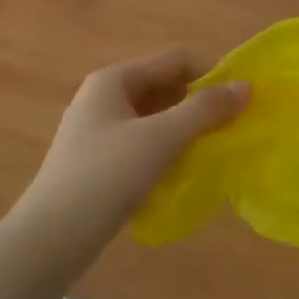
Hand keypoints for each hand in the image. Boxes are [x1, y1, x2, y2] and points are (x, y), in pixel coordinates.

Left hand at [11, 48, 248, 264]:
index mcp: (114, 79)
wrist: (51, 239)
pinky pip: (142, 144)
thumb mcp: (161, 138)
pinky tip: (181, 173)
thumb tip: (247, 86)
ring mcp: (98, 131)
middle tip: (230, 130)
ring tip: (212, 153)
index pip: (175, 59)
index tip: (239, 104)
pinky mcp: (98, 162)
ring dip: (185, 129)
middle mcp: (104, 97)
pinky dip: (166, 151)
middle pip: (164, 87)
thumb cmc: (106, 176)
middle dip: (199, 104)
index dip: (211, 74)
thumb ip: (205, 110)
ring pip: (154, 118)